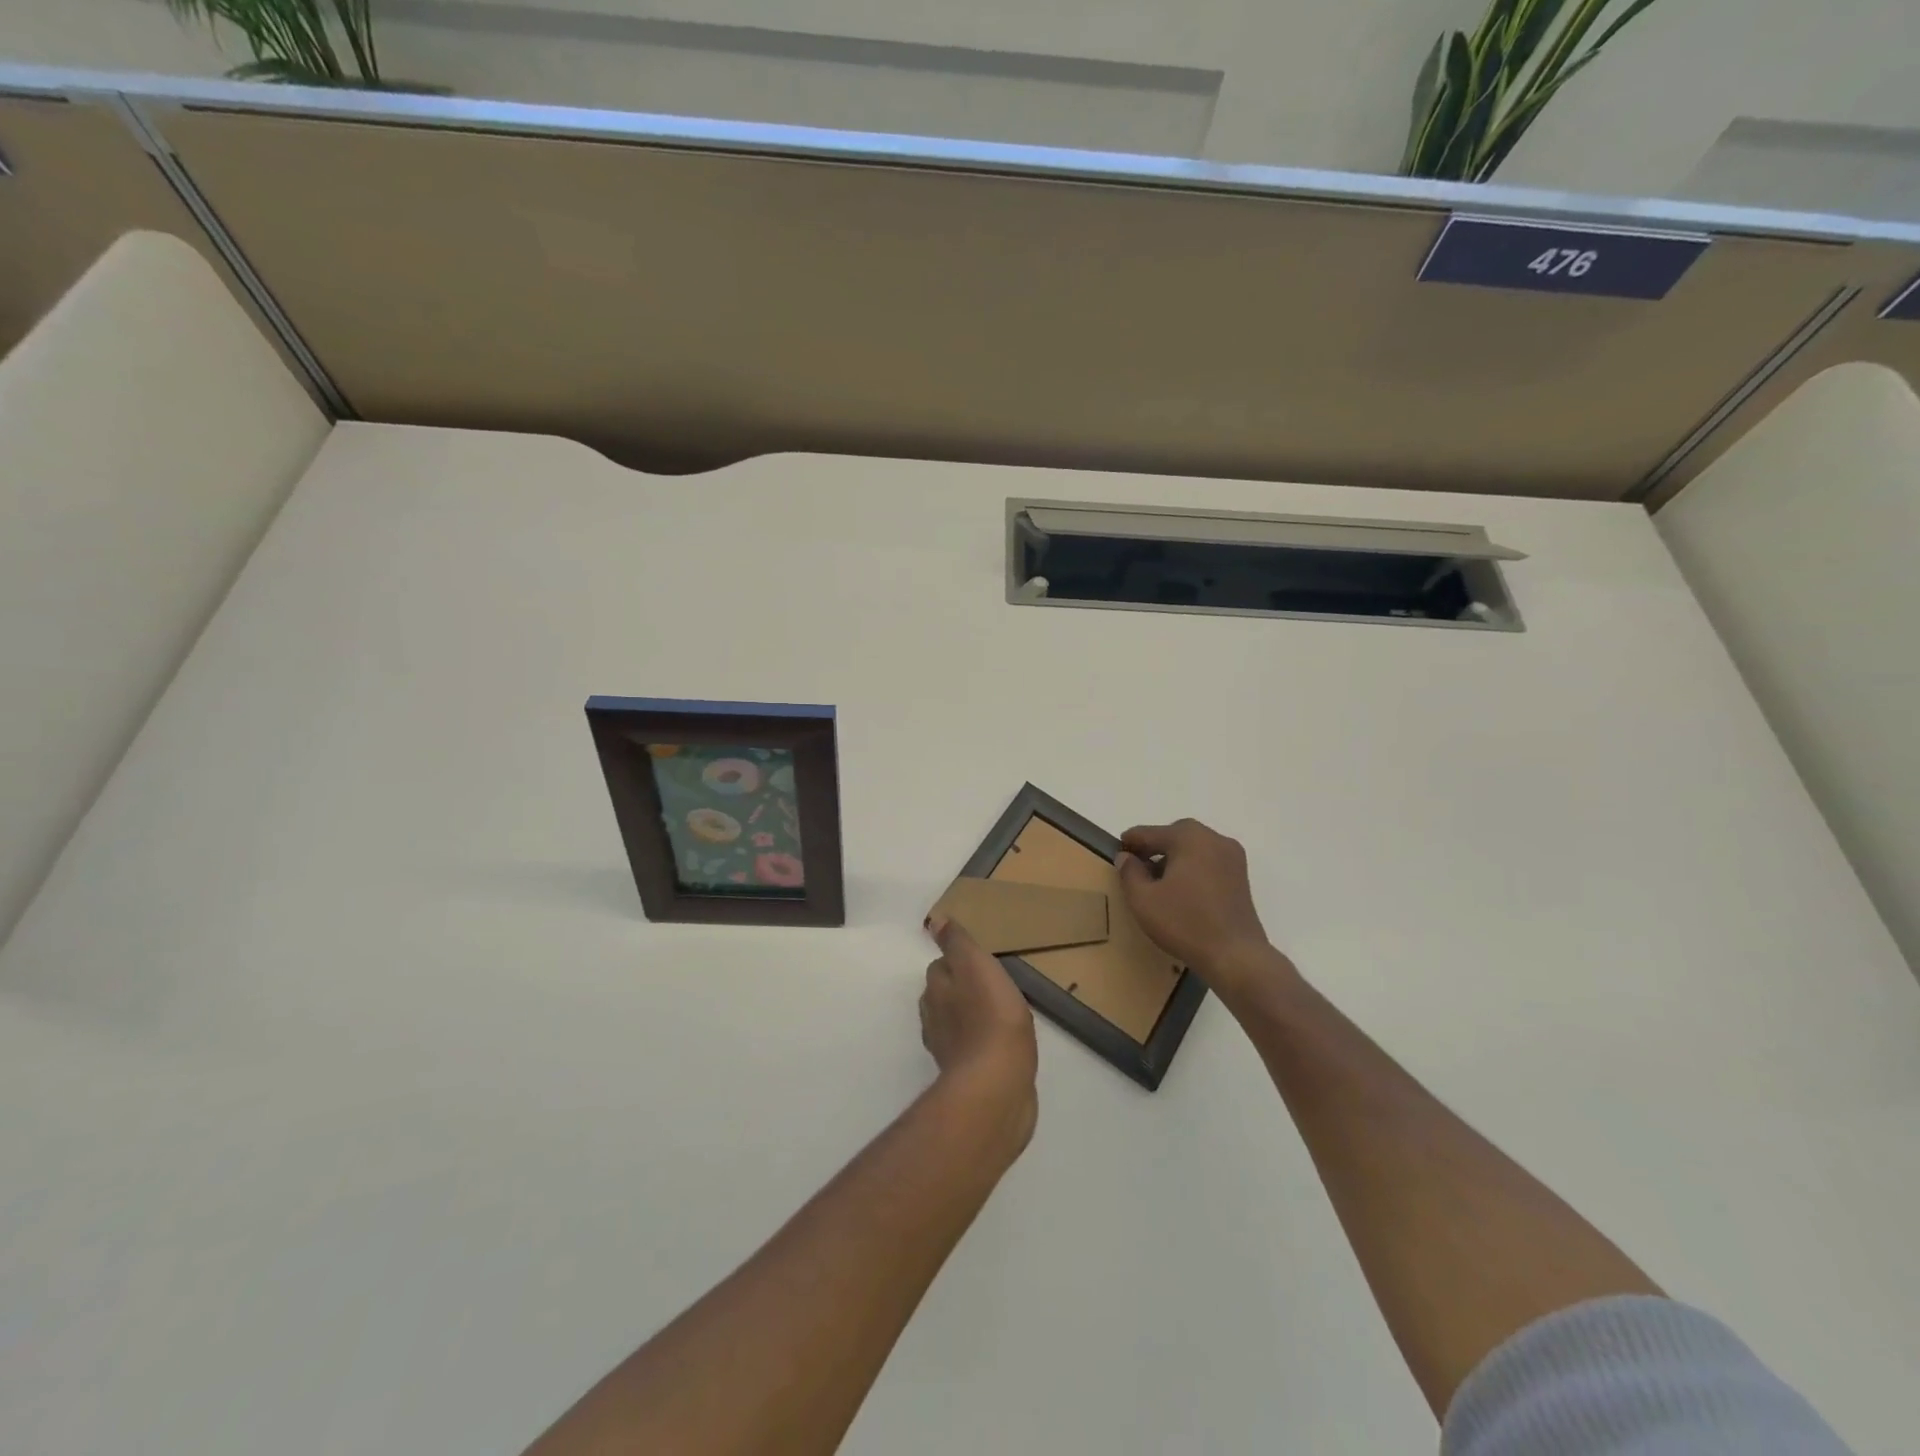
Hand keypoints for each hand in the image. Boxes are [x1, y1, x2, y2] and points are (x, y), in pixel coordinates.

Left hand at [921, 916, 1037, 1147]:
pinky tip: (1003, 1044)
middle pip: (944, 996)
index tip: (979, 961)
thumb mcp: (976, 966)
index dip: (958, 962)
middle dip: (962, 989)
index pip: (939, 967)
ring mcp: (949, 1051)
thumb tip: (934, 921)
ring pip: (956, 1024)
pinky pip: (973, 1051)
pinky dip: (983, 1044)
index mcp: (935, 991)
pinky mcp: (967, 1077)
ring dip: (971, 1017)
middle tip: (992, 985)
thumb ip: (957, 943)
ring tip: (1000, 1012)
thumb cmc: (990, 1017)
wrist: (997, 1085)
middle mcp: (934, 1019)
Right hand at [1116, 819, 1299, 1007]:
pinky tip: (1181, 891)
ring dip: (1173, 859)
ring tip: (1157, 882)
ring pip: (1193, 848)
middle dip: (1153, 849)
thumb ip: (1129, 872)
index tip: (1116, 854)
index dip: (1129, 843)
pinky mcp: (1241, 876)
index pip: (1149, 833)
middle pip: (1174, 836)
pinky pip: (1208, 862)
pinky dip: (1192, 869)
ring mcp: (1232, 857)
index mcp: (1189, 837)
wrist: (1236, 956)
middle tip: (1136, 867)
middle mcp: (1213, 838)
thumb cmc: (1185, 923)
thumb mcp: (1143, 899)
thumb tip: (1126, 857)